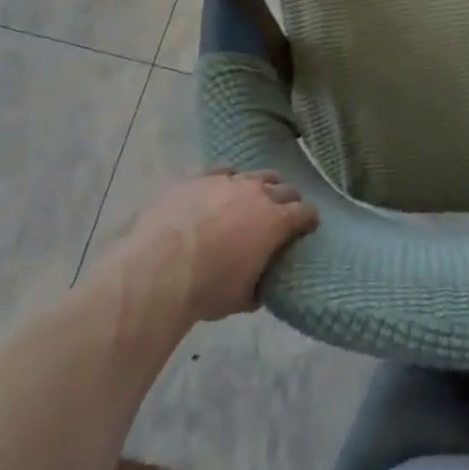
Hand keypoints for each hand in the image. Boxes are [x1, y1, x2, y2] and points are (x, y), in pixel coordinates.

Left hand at [129, 169, 318, 321]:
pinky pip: (222, 171)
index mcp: (276, 221)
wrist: (160, 268)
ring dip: (260, 186)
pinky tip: (221, 189)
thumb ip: (260, 284)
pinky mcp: (200, 177)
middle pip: (285, 188)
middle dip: (288, 200)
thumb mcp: (243, 298)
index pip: (305, 212)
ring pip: (256, 174)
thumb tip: (262, 284)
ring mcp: (228, 181)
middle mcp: (258, 194)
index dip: (308, 220)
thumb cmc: (207, 288)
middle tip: (282, 214)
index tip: (307, 227)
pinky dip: (227, 180)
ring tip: (253, 198)